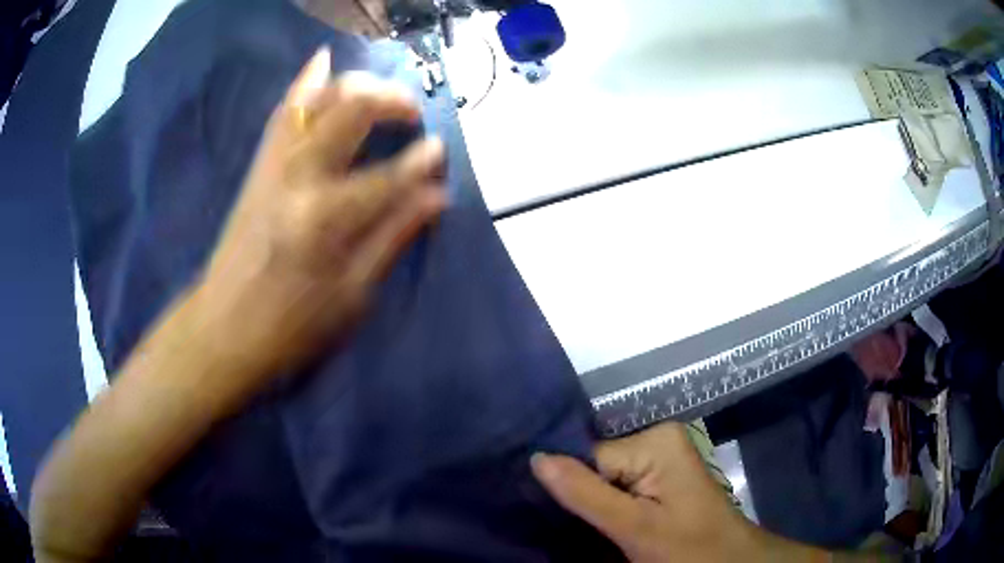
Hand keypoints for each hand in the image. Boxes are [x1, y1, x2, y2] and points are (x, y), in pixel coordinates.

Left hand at [193, 47, 445, 383]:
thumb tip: (436, 197)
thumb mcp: (352, 297)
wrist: (223, 329)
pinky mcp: (258, 166)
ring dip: (356, 84)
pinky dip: (305, 83)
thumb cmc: (290, 327)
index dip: (422, 162)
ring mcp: (273, 166)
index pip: (388, 176)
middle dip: (391, 100)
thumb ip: (393, 238)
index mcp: (325, 220)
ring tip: (382, 91)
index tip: (441, 153)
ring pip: (316, 101)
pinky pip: (282, 112)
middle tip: (413, 113)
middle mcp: (298, 179)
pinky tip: (323, 62)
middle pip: (349, 113)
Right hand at [531, 423, 767, 561]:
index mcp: (655, 440)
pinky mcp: (661, 474)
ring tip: (584, 527)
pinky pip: (620, 484)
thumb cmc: (688, 548)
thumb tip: (535, 458)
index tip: (549, 515)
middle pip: (596, 465)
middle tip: (568, 527)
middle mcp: (658, 438)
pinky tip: (602, 521)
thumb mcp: (634, 527)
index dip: (569, 488)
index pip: (589, 458)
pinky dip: (608, 504)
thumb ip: (585, 493)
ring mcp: (661, 456)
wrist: (728, 562)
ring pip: (605, 477)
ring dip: (594, 503)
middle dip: (582, 496)